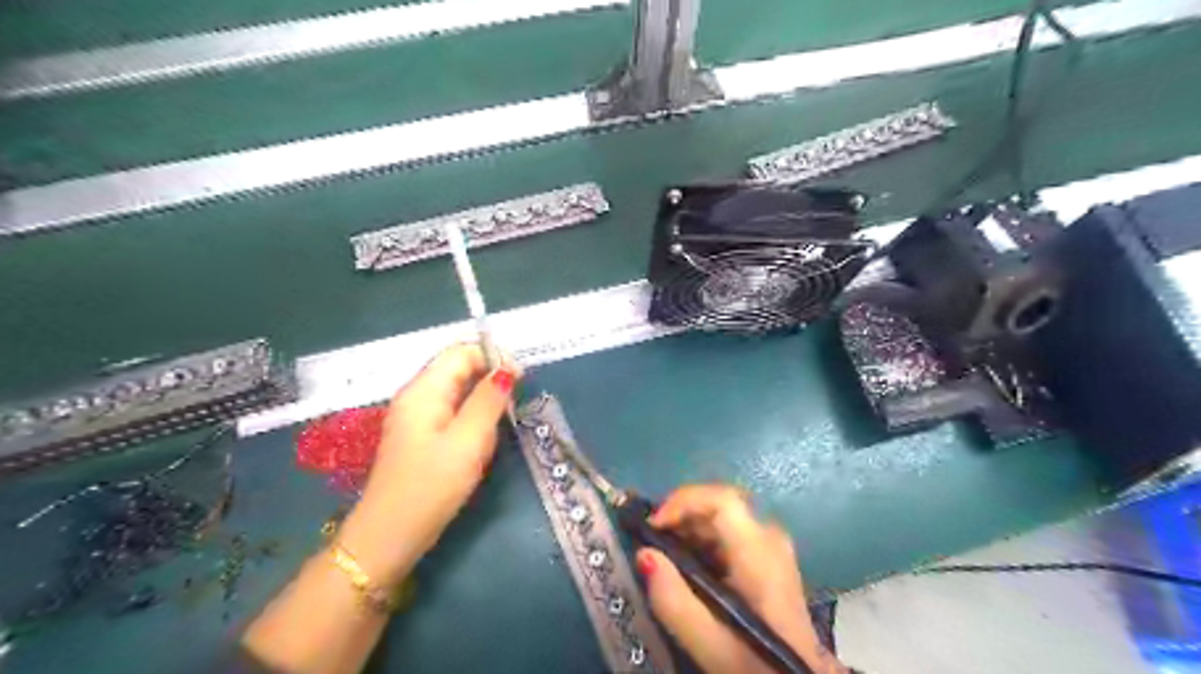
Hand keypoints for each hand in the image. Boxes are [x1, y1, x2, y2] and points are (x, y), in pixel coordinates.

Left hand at [331, 345, 514, 587]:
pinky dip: (471, 417)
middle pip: (458, 368)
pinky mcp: (419, 435)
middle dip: (489, 379)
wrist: (390, 535)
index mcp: (424, 390)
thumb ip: (488, 401)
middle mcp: (416, 395)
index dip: (493, 357)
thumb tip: (506, 370)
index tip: (521, 380)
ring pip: (457, 391)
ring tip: (498, 428)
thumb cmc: (432, 485)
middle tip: (513, 406)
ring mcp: (415, 416)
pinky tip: (481, 440)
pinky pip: (451, 411)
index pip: (461, 352)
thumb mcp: (469, 441)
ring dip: (482, 401)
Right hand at [638, 485, 841, 673]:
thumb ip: (673, 600)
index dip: (683, 502)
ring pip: (722, 516)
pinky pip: (729, 531)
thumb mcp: (709, 643)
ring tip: (664, 556)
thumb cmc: (753, 662)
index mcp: (759, 551)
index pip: (721, 499)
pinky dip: (702, 540)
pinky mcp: (768, 556)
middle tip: (651, 541)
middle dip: (680, 515)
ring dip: (688, 528)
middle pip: (718, 504)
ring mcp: (772, 545)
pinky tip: (688, 566)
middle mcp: (769, 537)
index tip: (652, 526)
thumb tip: (644, 554)